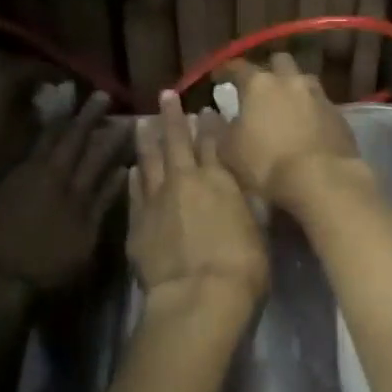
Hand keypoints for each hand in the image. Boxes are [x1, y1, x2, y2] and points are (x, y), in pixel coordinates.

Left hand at [0, 54, 47, 195]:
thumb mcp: (19, 145)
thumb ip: (41, 121)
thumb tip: (54, 108)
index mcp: (2, 74)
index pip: (42, 67)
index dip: (61, 79)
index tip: (74, 90)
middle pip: (11, 65)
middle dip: (29, 78)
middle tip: (43, 95)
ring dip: (3, 87)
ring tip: (16, 107)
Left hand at [0, 90, 128, 292]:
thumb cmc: (44, 265)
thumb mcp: (84, 240)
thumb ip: (103, 204)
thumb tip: (121, 172)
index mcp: (76, 190)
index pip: (99, 154)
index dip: (114, 136)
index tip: (127, 117)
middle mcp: (52, 175)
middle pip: (72, 139)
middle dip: (88, 117)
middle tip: (100, 95)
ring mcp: (25, 177)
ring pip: (47, 140)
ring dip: (61, 121)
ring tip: (72, 106)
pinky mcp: (4, 184)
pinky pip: (29, 149)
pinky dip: (40, 136)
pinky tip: (43, 133)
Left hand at [128, 91, 266, 314]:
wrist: (198, 296)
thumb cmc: (242, 264)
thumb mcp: (259, 228)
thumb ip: (250, 203)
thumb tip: (252, 186)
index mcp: (220, 179)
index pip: (214, 143)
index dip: (210, 125)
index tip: (206, 109)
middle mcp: (186, 180)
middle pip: (177, 141)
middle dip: (172, 117)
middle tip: (165, 95)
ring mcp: (157, 199)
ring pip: (149, 160)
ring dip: (147, 139)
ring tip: (142, 121)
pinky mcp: (137, 223)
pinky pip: (134, 191)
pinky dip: (133, 176)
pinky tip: (132, 168)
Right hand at [217, 53, 366, 207]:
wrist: (321, 179)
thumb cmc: (266, 163)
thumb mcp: (229, 151)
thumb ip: (219, 130)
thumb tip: (212, 116)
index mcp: (260, 85)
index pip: (238, 67)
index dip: (226, 70)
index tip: (218, 78)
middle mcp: (291, 81)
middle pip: (280, 61)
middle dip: (270, 69)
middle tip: (261, 87)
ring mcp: (318, 96)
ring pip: (304, 80)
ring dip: (294, 88)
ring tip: (287, 106)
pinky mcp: (338, 115)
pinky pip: (321, 104)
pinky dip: (312, 110)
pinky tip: (308, 127)